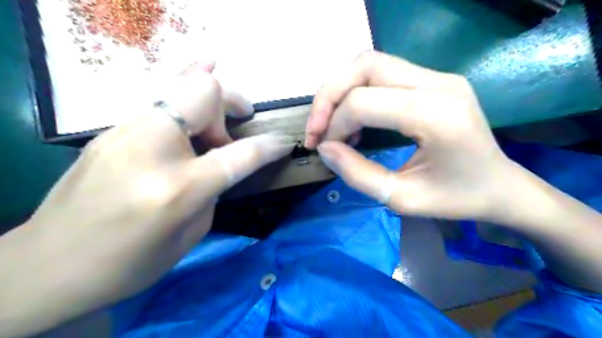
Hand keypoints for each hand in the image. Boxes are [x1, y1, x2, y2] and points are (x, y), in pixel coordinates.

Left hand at [0, 60, 294, 334]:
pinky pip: (158, 97)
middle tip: (241, 119)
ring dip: (210, 95)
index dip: (268, 146)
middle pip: (204, 95)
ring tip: (223, 109)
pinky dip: (184, 89)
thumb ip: (211, 191)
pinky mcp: (111, 130)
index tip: (284, 143)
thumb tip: (219, 162)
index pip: (239, 154)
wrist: (48, 265)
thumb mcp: (189, 235)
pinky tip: (197, 81)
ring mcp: (125, 133)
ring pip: (179, 85)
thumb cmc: (128, 264)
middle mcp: (152, 149)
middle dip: (232, 101)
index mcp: (177, 188)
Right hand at [307, 52, 514, 220]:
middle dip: (329, 96)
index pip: (364, 101)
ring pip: (370, 63)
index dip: (334, 124)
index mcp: (437, 115)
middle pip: (364, 66)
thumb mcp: (401, 199)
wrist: (500, 186)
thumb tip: (324, 148)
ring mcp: (438, 76)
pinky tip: (353, 118)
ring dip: (340, 89)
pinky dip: (356, 90)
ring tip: (330, 123)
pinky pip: (382, 72)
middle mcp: (439, 84)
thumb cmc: (456, 199)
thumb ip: (357, 174)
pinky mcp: (433, 80)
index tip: (325, 148)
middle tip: (316, 129)